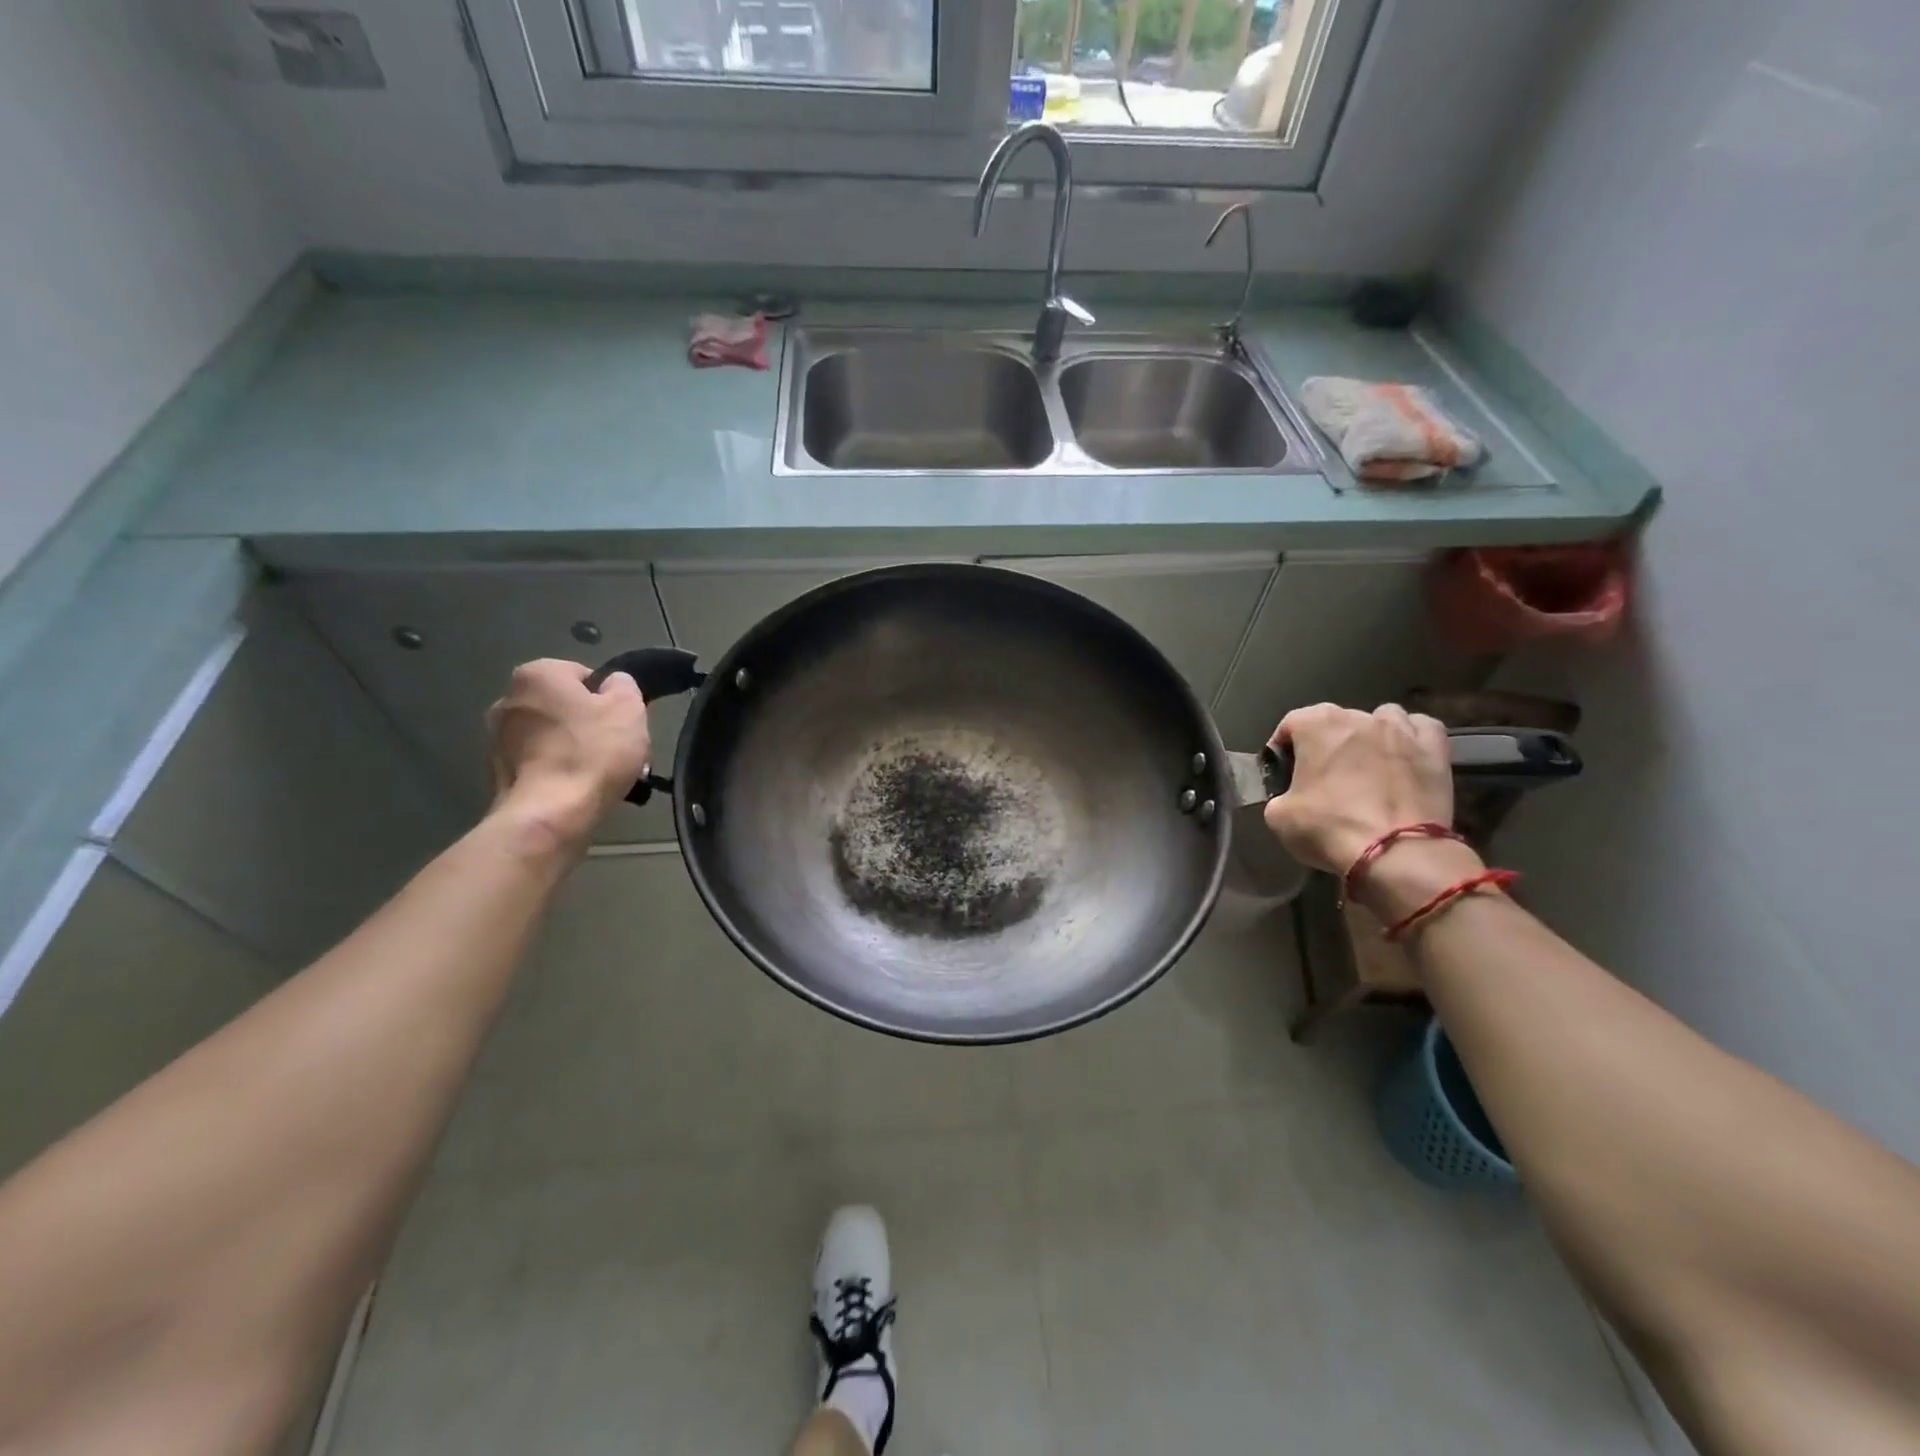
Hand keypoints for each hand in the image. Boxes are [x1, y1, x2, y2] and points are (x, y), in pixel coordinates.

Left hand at [485, 660, 649, 851]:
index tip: (621, 722)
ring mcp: (497, 737)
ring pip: (552, 734)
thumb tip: (613, 684)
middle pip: (564, 705)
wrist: (550, 813)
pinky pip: (539, 761)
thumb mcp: (629, 709)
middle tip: (614, 748)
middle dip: (588, 723)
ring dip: (573, 748)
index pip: (583, 674)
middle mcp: (507, 698)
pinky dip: (557, 770)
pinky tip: (577, 788)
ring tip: (599, 774)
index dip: (608, 698)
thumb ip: (624, 686)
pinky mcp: (497, 771)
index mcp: (537, 674)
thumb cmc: (592, 752)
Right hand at [1263, 703, 1458, 877]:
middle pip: (1336, 721)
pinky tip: (1404, 757)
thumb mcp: (1278, 816)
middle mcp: (1358, 717)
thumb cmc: (1329, 827)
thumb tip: (1289, 796)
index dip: (1282, 748)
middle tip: (1323, 776)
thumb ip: (1279, 794)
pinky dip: (1411, 739)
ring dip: (1371, 735)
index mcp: (1316, 725)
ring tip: (1367, 763)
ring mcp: (1401, 730)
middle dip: (1327, 743)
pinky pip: (1421, 729)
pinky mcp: (1435, 750)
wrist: (1395, 853)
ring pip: (1381, 719)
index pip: (1290, 723)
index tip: (1282, 772)